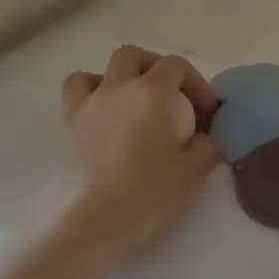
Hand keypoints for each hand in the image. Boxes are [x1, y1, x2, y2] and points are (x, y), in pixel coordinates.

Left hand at [52, 46, 220, 265]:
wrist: (96, 222)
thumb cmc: (149, 193)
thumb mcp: (194, 172)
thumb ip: (207, 147)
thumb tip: (205, 139)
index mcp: (154, 92)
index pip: (177, 65)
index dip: (195, 82)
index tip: (205, 111)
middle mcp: (120, 87)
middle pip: (137, 56)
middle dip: (157, 69)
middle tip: (172, 98)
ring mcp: (91, 103)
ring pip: (104, 68)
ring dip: (123, 77)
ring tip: (135, 102)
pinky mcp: (70, 124)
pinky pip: (77, 89)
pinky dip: (91, 91)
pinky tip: (103, 111)